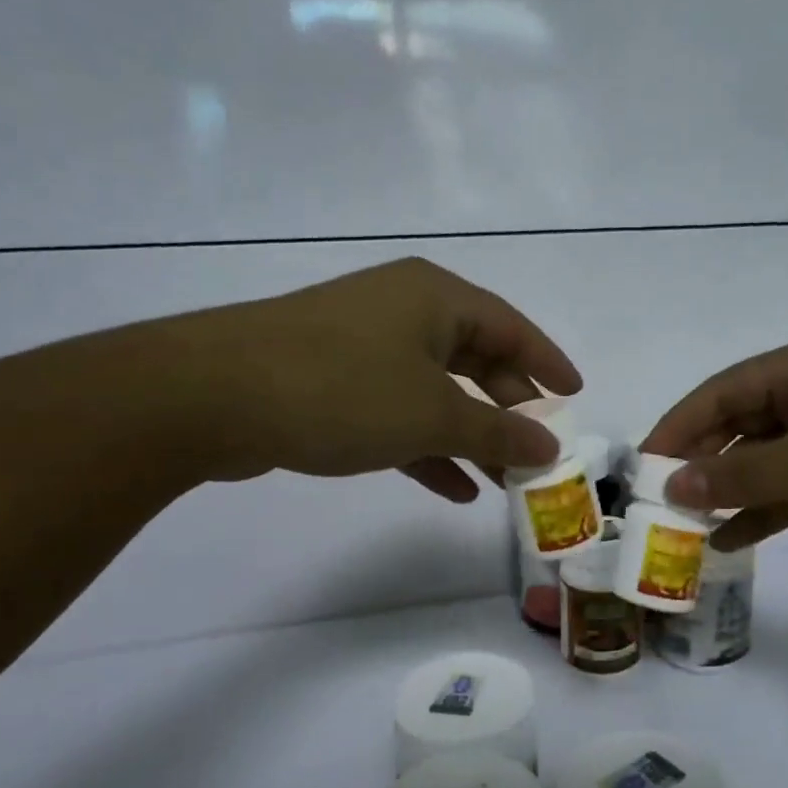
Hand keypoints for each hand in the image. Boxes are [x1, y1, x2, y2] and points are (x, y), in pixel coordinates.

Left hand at [107, 258, 581, 499]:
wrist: (211, 395)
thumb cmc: (342, 389)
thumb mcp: (432, 415)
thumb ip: (497, 432)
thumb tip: (550, 448)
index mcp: (436, 298)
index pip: (513, 327)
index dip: (548, 362)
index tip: (576, 395)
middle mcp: (404, 312)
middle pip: (476, 358)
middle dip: (509, 408)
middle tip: (538, 449)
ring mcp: (364, 345)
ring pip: (436, 391)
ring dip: (470, 435)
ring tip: (503, 480)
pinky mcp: (333, 381)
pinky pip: (398, 412)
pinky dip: (427, 446)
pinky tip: (452, 489)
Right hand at [640, 335, 787, 550]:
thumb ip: (741, 474)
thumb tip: (674, 486)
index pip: (719, 392)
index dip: (677, 427)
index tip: (643, 466)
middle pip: (738, 424)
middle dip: (701, 462)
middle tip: (663, 501)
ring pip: (764, 458)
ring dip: (730, 489)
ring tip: (689, 525)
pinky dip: (765, 508)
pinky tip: (734, 539)